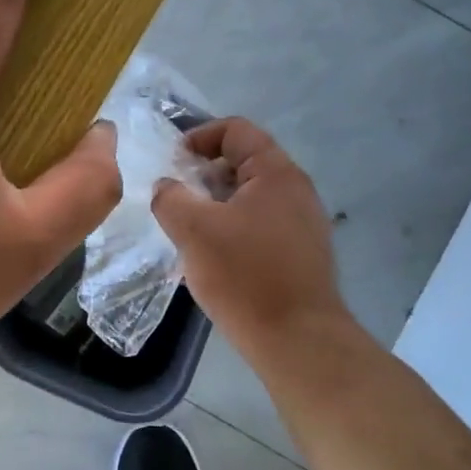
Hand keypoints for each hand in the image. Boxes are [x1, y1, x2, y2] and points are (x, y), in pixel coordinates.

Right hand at [151, 118, 348, 356]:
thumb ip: (171, 198)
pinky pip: (261, 225)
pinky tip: (214, 256)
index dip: (200, 136)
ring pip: (251, 197)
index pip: (236, 130)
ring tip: (189, 229)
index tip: (173, 161)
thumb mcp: (193, 230)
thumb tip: (167, 187)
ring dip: (216, 204)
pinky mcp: (302, 253)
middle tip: (176, 198)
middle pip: (244, 162)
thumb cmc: (244, 276)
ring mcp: (304, 223)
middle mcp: (297, 190)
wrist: (296, 339)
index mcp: (276, 173)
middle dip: (204, 174)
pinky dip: (233, 227)